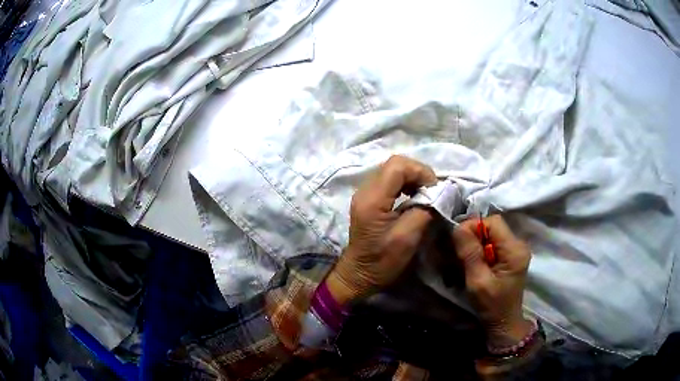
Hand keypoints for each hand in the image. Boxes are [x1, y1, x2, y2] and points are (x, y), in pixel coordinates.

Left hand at [325, 156, 436, 304]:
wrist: (358, 275)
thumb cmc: (382, 262)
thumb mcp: (408, 238)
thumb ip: (424, 210)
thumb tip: (437, 194)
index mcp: (372, 199)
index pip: (397, 166)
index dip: (420, 172)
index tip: (434, 190)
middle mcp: (365, 190)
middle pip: (394, 164)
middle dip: (417, 173)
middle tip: (431, 192)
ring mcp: (364, 193)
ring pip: (392, 170)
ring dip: (412, 178)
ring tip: (424, 195)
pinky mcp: (368, 199)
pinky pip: (388, 181)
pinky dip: (404, 185)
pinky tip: (412, 198)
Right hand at [452, 215, 532, 346]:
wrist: (504, 322)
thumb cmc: (492, 305)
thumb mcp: (477, 281)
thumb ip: (470, 253)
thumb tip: (458, 227)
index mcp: (514, 250)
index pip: (493, 222)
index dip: (474, 227)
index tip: (458, 242)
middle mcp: (519, 244)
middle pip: (493, 226)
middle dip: (474, 236)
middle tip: (461, 253)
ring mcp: (516, 249)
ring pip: (492, 234)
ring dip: (477, 243)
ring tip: (467, 259)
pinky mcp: (511, 255)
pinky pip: (494, 242)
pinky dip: (482, 249)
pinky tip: (476, 262)